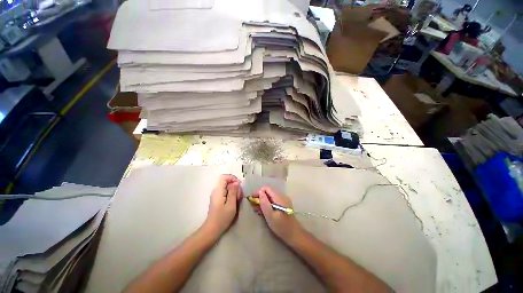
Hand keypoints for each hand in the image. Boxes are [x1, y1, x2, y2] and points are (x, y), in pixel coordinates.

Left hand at [204, 174, 241, 235]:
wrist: (212, 229)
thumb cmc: (222, 218)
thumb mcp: (231, 205)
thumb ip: (233, 192)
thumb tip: (236, 182)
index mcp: (218, 190)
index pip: (224, 177)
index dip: (233, 178)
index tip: (239, 185)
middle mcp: (216, 190)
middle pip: (227, 181)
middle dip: (235, 186)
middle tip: (239, 196)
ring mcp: (217, 194)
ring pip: (227, 187)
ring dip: (234, 191)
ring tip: (237, 200)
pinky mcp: (218, 199)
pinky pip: (226, 192)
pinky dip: (231, 194)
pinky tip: (234, 202)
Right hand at [251, 187, 302, 242]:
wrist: (294, 235)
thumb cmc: (281, 226)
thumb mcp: (270, 215)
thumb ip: (264, 202)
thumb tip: (260, 192)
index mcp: (279, 197)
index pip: (267, 188)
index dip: (258, 192)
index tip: (252, 199)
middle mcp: (282, 196)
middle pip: (268, 192)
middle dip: (260, 197)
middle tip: (253, 206)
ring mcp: (283, 200)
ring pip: (270, 197)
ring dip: (263, 201)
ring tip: (257, 210)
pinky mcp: (283, 205)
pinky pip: (273, 201)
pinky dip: (267, 204)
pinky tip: (263, 211)